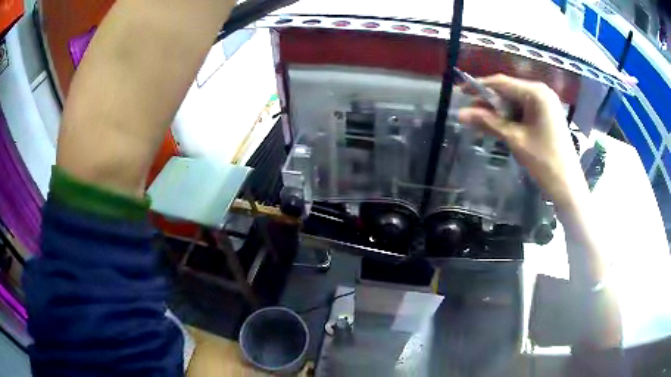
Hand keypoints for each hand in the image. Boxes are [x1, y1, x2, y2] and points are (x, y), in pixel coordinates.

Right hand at [458, 75, 587, 210]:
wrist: (567, 185)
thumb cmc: (544, 161)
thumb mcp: (515, 139)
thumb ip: (488, 122)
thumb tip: (460, 113)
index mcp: (536, 93)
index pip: (502, 83)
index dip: (479, 86)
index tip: (460, 91)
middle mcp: (542, 92)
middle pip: (509, 91)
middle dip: (489, 102)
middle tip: (470, 112)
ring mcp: (546, 104)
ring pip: (515, 102)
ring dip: (499, 112)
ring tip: (481, 122)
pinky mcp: (547, 116)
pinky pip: (524, 111)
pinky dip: (511, 118)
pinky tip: (499, 126)